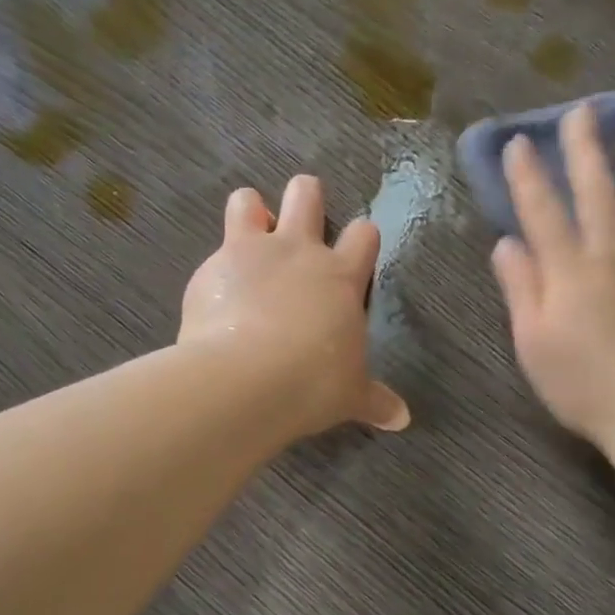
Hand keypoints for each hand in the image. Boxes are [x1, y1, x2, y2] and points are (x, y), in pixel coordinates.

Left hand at [180, 174, 409, 438]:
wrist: (247, 379)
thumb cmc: (313, 383)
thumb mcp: (351, 394)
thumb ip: (375, 400)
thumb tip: (402, 420)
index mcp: (341, 276)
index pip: (363, 236)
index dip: (362, 237)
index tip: (358, 246)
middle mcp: (299, 251)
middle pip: (306, 195)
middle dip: (305, 195)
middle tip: (301, 212)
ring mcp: (252, 252)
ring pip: (247, 202)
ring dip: (250, 210)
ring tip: (249, 232)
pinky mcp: (212, 267)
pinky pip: (214, 251)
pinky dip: (217, 268)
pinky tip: (215, 294)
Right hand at [490, 102, 614, 447]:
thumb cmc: (578, 383)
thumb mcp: (532, 341)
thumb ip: (521, 287)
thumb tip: (507, 242)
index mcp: (569, 271)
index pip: (543, 212)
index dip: (528, 175)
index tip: (518, 141)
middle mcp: (612, 257)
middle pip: (597, 195)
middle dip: (585, 152)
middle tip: (582, 112)